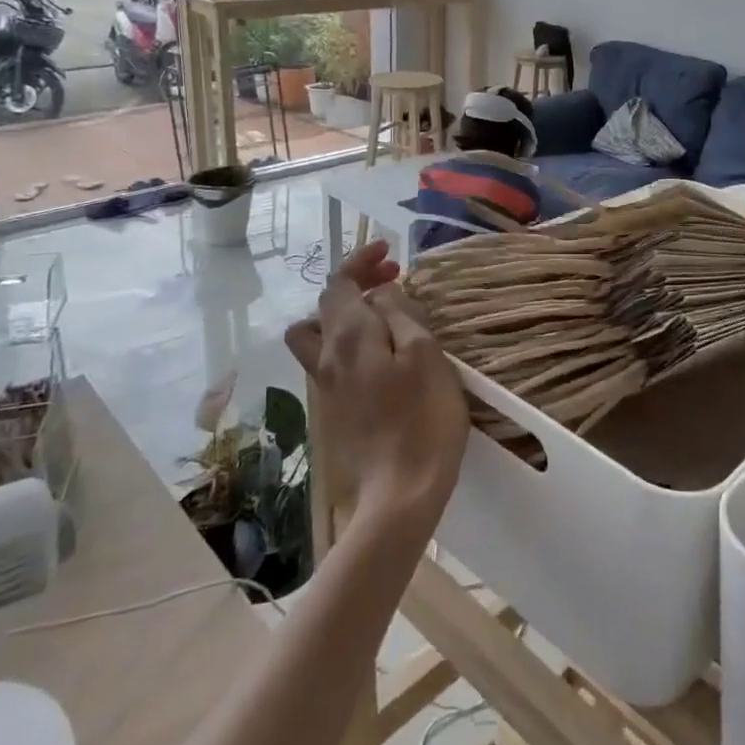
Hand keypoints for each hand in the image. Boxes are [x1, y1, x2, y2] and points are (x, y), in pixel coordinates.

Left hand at [284, 241, 469, 528]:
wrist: (400, 493)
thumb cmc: (423, 418)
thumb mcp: (425, 354)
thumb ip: (401, 315)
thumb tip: (381, 294)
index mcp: (349, 336)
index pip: (340, 282)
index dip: (361, 260)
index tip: (389, 250)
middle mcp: (327, 355)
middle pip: (327, 304)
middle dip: (356, 281)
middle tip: (394, 278)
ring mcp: (326, 385)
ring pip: (319, 333)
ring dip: (345, 313)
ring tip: (380, 315)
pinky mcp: (334, 408)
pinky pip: (329, 358)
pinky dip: (347, 340)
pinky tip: (379, 352)